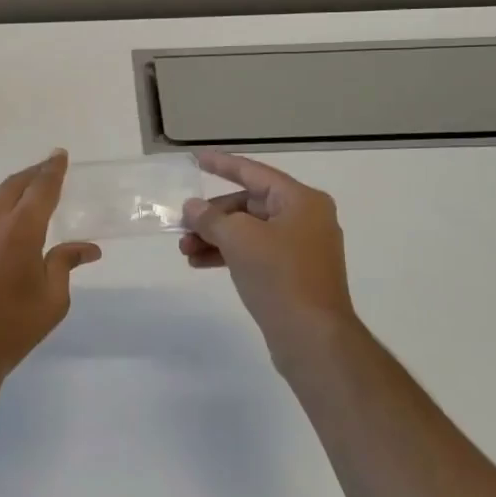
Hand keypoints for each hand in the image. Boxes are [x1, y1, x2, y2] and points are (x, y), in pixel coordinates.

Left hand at [0, 150, 101, 400]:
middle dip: (33, 176)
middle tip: (45, 172)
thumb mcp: (52, 300)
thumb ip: (66, 263)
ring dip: (5, 195)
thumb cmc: (11, 330)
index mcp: (22, 229)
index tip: (59, 155)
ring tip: (16, 203)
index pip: (42, 186)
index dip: (53, 168)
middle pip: (14, 185)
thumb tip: (89, 248)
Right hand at [180, 152, 359, 374]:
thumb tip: (192, 208)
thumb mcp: (238, 239)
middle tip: (182, 227)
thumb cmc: (279, 276)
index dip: (223, 165)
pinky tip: (201, 264)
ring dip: (215, 237)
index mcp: (301, 200)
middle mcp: (306, 218)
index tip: (197, 159)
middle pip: (249, 204)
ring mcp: (302, 248)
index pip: (254, 173)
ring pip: (249, 231)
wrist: (312, 337)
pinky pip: (255, 253)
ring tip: (185, 251)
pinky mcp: (294, 275)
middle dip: (212, 216)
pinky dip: (229, 255)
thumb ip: (211, 218)